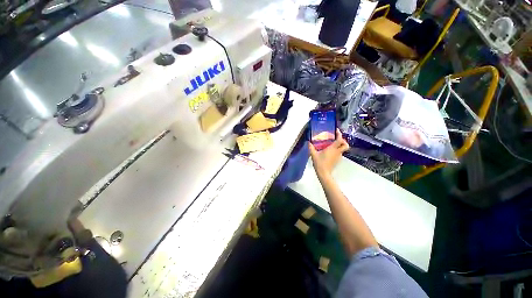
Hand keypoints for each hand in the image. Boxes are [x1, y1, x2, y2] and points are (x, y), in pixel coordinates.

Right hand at [308, 129, 348, 178]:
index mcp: (332, 149)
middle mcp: (337, 152)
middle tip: (337, 139)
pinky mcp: (338, 160)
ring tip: (331, 145)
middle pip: (345, 145)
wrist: (324, 173)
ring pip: (342, 149)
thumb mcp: (313, 154)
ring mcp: (338, 156)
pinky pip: (339, 153)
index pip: (339, 139)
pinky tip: (330, 152)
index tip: (337, 130)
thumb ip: (311, 148)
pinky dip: (337, 151)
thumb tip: (308, 142)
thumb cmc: (319, 163)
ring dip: (339, 146)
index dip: (339, 134)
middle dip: (343, 141)